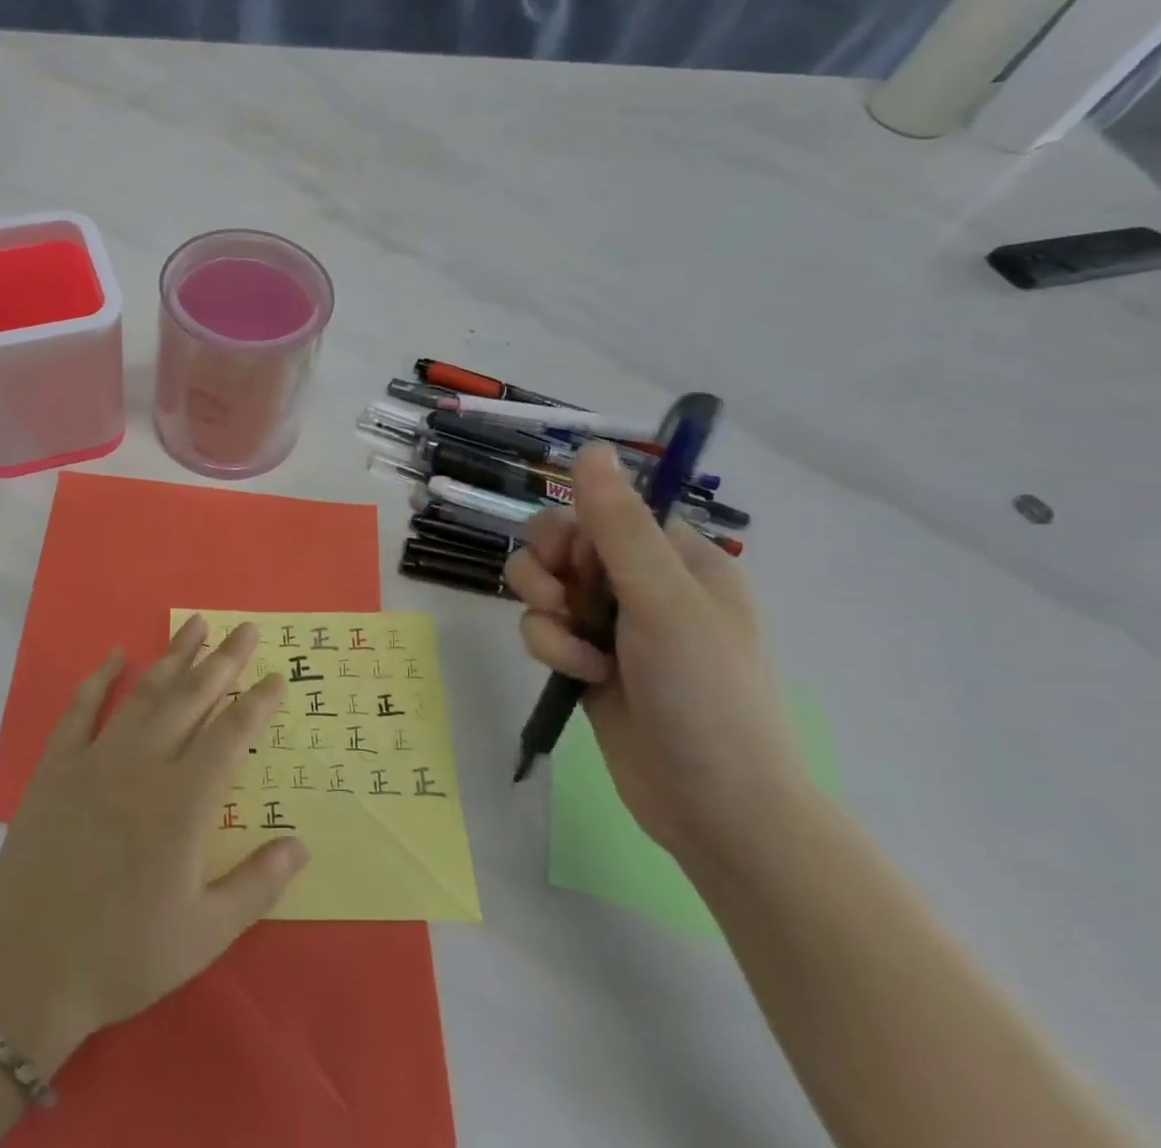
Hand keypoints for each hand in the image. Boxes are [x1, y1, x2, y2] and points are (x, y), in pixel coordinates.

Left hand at [0, 617, 307, 1078]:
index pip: (232, 735)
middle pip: (192, 698)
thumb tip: (302, 843)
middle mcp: (145, 764)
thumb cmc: (122, 954)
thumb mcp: (204, 935)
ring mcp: (98, 758)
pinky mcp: (58, 765)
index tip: (276, 676)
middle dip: (223, 660)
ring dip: (172, 656)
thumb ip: (257, 885)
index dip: (257, 702)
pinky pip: (82, 708)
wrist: (25, 963)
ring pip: (144, 693)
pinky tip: (115, 654)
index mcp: (185, 801)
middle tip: (244, 627)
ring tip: (195, 624)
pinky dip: (99, 677)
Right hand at [504, 444, 808, 869]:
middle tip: (562, 599)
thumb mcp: (661, 600)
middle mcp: (642, 584)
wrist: (715, 809)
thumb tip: (589, 447)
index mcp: (677, 558)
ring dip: (546, 613)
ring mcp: (611, 625)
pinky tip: (582, 677)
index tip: (578, 561)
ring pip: (543, 587)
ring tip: (574, 648)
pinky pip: (543, 629)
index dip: (577, 530)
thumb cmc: (704, 693)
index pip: (602, 510)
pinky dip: (552, 649)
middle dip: (549, 570)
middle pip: (561, 543)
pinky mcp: (586, 661)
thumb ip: (617, 524)